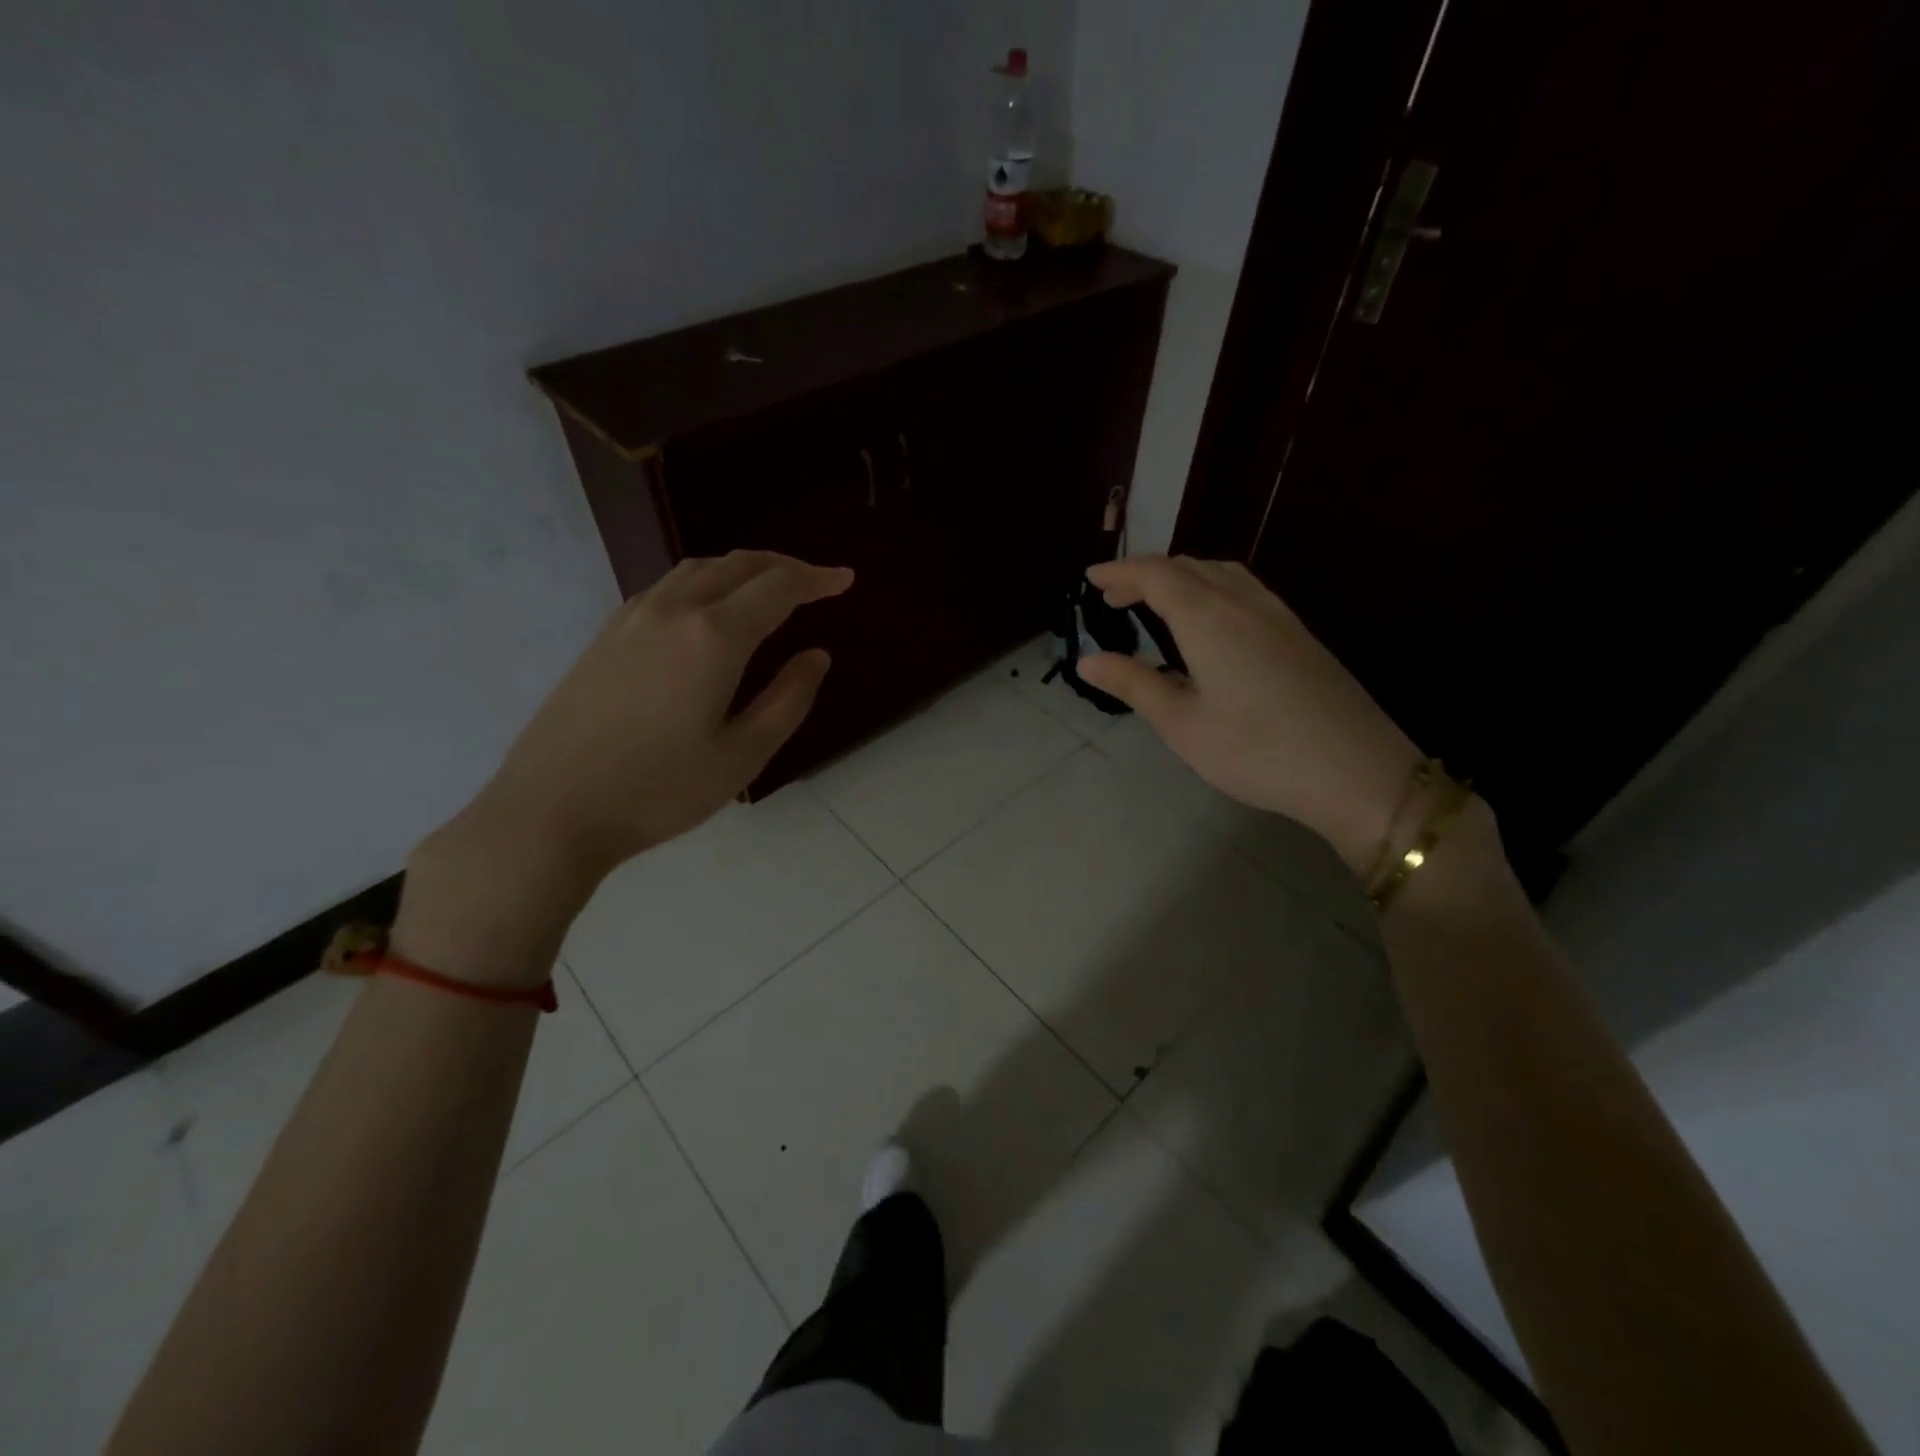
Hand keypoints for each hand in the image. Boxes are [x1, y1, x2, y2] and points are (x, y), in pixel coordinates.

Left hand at [483, 550, 853, 874]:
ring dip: (742, 570)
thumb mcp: (743, 755)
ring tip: (768, 590)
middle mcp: (673, 610)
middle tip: (815, 583)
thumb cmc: (659, 790)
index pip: (777, 587)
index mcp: (713, 637)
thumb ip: (788, 700)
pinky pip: (668, 588)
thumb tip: (816, 656)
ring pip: (698, 570)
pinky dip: (706, 584)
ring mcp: (632, 618)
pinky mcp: (606, 635)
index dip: (817, 579)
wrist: (550, 810)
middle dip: (783, 567)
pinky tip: (710, 613)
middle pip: (738, 565)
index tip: (845, 580)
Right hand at [1079, 555, 1421, 873]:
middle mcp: (1242, 601)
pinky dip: (1210, 586)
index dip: (1120, 571)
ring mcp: (1276, 613)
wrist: (1356, 770)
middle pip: (1186, 567)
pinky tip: (1208, 616)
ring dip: (1180, 576)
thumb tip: (1087, 660)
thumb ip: (1134, 684)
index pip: (1155, 575)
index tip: (1090, 577)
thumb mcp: (1182, 724)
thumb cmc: (1256, 751)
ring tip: (1154, 599)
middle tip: (1112, 594)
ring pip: (1219, 572)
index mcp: (1208, 618)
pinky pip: (1243, 587)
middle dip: (1145, 573)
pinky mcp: (1297, 631)